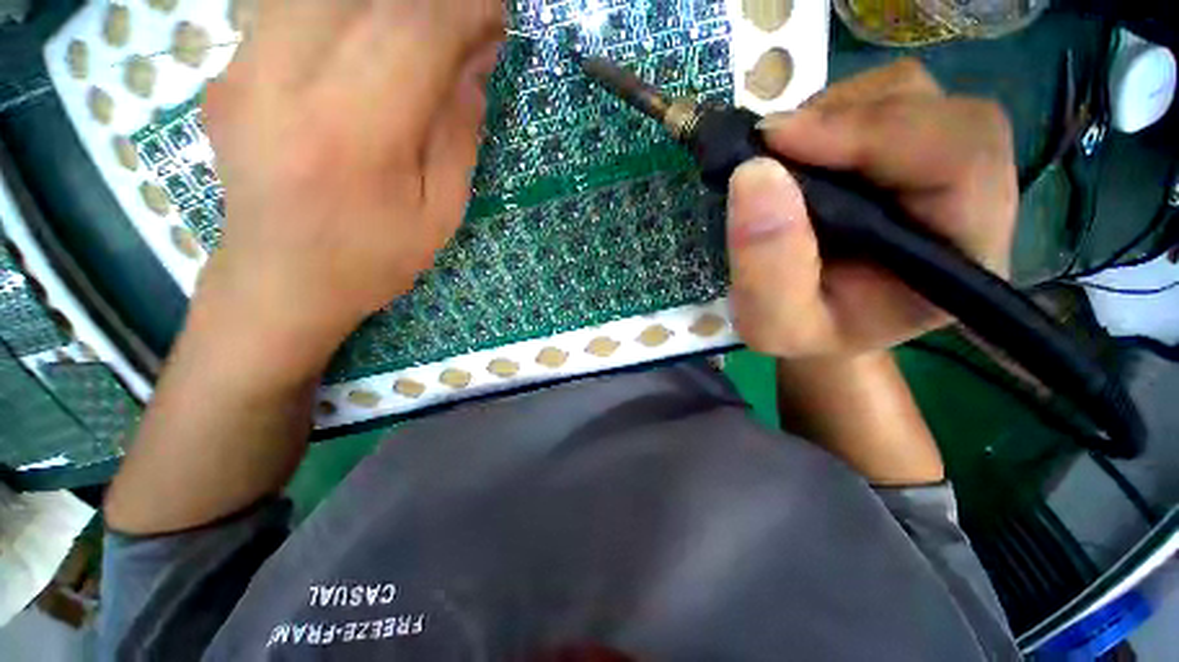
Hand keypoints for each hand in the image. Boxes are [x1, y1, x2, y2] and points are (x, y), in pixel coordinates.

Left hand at [199, 0, 503, 361]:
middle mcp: (285, 80)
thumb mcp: (440, 214)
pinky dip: (342, 12)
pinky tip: (368, 40)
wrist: (279, 280)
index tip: (496, 16)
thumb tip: (474, 64)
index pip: (414, 32)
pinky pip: (292, 8)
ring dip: (384, 6)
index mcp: (353, 133)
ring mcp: (244, 68)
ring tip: (421, 36)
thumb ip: (458, 135)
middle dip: (430, 3)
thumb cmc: (373, 259)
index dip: (463, 11)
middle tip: (464, 26)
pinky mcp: (228, 68)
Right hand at [727, 60, 1017, 357]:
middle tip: (770, 149)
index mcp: (963, 255)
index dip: (875, 134)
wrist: (818, 318)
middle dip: (847, 120)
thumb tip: (754, 175)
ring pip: (909, 94)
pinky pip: (882, 98)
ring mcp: (946, 163)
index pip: (960, 160)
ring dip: (832, 115)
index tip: (779, 143)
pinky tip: (801, 153)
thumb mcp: (774, 323)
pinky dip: (829, 114)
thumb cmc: (805, 331)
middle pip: (940, 111)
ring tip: (784, 160)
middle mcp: (975, 198)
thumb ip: (767, 267)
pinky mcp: (914, 145)